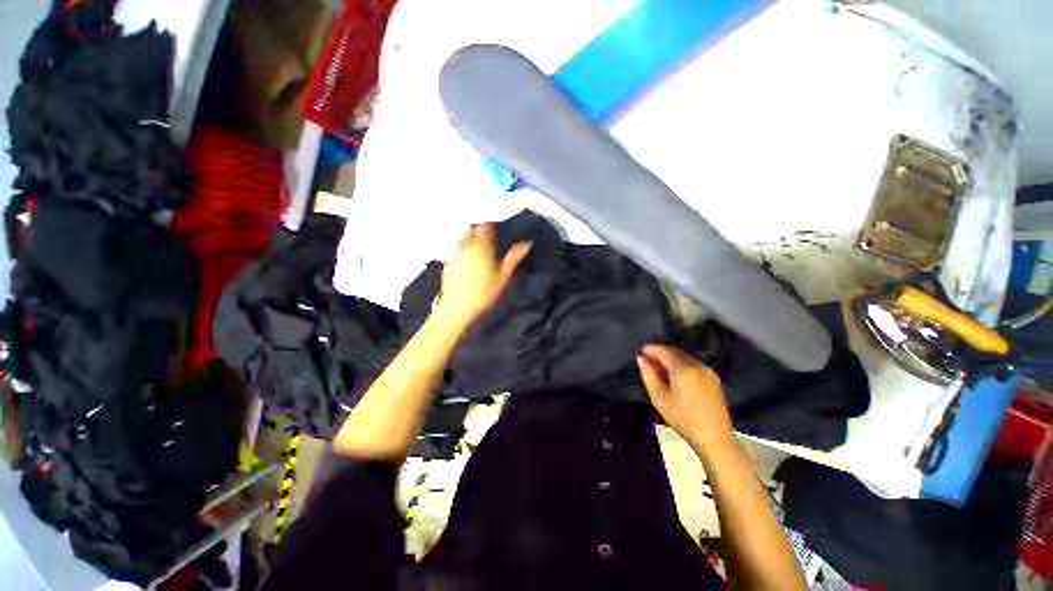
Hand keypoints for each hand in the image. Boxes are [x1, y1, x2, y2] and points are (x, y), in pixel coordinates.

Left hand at [432, 223, 530, 331]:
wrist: (458, 309)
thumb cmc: (485, 292)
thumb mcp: (504, 275)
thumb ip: (514, 256)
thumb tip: (527, 243)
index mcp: (481, 245)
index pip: (485, 225)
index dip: (493, 227)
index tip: (500, 235)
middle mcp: (465, 245)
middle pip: (473, 230)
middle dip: (482, 233)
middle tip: (492, 246)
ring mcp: (454, 254)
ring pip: (464, 240)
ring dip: (472, 243)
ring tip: (481, 257)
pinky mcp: (447, 264)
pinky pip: (457, 251)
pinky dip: (464, 253)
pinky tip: (469, 267)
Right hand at [637, 344, 733, 453]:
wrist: (715, 439)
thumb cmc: (683, 419)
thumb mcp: (659, 398)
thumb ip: (648, 375)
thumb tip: (641, 359)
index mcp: (685, 369)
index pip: (665, 351)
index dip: (652, 349)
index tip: (640, 351)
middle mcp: (698, 366)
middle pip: (676, 353)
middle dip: (661, 354)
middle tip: (647, 360)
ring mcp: (708, 372)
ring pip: (685, 359)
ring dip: (671, 360)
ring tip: (658, 370)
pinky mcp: (714, 380)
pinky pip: (693, 366)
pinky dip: (681, 366)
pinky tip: (674, 377)